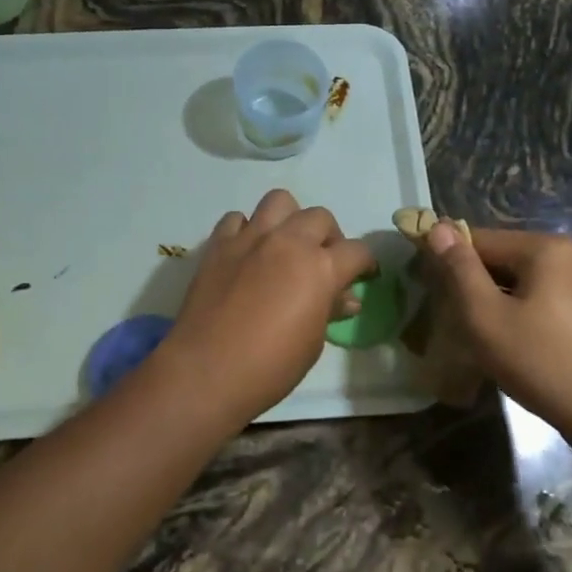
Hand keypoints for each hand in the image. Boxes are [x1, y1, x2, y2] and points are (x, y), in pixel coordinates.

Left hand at [155, 190, 376, 429]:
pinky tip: (246, 252)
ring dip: (289, 219)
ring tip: (285, 244)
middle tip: (323, 261)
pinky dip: (245, 230)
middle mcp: (288, 241)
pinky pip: (236, 219)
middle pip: (320, 217)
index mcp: (320, 267)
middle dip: (329, 236)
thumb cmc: (270, 367)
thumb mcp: (312, 343)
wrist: (206, 371)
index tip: (363, 274)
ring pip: (279, 201)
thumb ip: (329, 310)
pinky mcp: (219, 244)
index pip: (356, 251)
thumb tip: (346, 298)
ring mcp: (251, 238)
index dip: (365, 263)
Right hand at [419, 224, 571, 445]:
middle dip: (474, 282)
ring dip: (495, 299)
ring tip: (478, 333)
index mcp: (545, 247)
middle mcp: (569, 254)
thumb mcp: (486, 316)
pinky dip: (520, 310)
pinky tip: (511, 342)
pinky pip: (542, 296)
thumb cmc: (542, 362)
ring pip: (521, 280)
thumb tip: (437, 226)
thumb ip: (459, 269)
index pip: (480, 238)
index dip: (448, 259)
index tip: (427, 287)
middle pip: (502, 257)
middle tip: (453, 318)